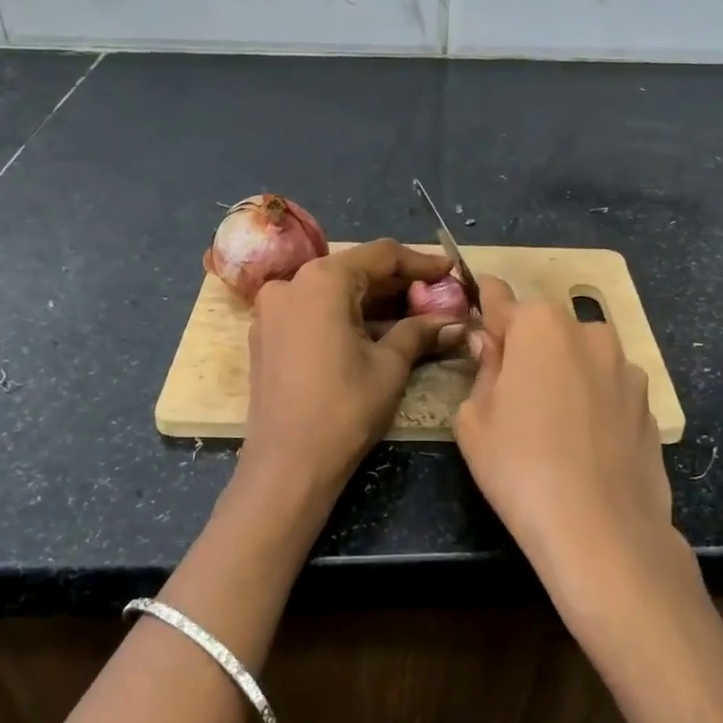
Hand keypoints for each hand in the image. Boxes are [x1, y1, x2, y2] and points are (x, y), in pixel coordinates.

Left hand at [241, 239, 462, 509]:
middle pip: (355, 270)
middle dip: (398, 284)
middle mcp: (291, 283)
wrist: (287, 466)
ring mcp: (273, 309)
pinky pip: (314, 311)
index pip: (381, 256)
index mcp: (321, 280)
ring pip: (334, 292)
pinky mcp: (267, 335)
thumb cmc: (344, 409)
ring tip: (416, 313)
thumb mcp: (390, 366)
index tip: (451, 271)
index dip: (420, 263)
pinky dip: (346, 315)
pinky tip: (377, 330)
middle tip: (438, 295)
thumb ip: (420, 331)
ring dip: (374, 301)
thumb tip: (455, 321)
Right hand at [454, 277, 689, 621]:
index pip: (501, 299)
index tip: (477, 303)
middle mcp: (589, 332)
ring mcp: (626, 368)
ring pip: (581, 357)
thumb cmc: (520, 467)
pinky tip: (583, 443)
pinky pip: (607, 389)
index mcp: (540, 326)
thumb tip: (491, 346)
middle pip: (545, 328)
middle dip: (526, 346)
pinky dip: (592, 401)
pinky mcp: (649, 404)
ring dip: (563, 372)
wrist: (603, 531)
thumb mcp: (474, 419)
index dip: (484, 304)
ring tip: (551, 422)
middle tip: (508, 387)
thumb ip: (483, 370)